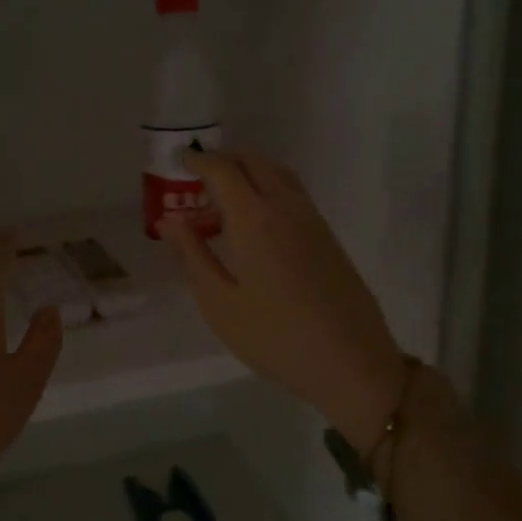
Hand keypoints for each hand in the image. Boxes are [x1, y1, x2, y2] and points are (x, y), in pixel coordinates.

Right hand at [161, 150, 404, 446]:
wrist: (350, 362)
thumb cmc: (274, 338)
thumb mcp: (219, 304)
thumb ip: (192, 256)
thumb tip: (170, 221)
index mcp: (254, 220)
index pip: (223, 170)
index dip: (198, 160)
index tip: (179, 161)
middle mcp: (285, 208)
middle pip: (254, 161)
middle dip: (224, 158)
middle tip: (199, 173)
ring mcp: (312, 219)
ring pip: (278, 173)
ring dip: (249, 169)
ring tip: (225, 192)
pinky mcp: (328, 236)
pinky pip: (293, 192)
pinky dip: (269, 186)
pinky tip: (256, 218)